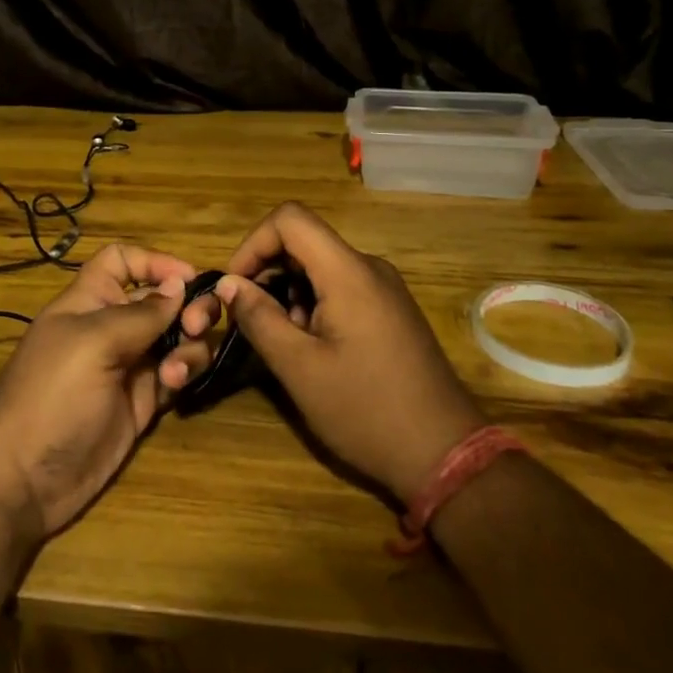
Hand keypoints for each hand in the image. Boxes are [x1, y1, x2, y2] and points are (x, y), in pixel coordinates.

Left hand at [0, 243, 219, 540]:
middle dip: (187, 304)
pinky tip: (175, 383)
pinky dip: (184, 370)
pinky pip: (177, 372)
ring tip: (178, 366)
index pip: (122, 262)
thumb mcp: (93, 342)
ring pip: (176, 336)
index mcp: (90, 301)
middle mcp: (112, 327)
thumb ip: (141, 313)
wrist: (25, 479)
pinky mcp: (143, 401)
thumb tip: (180, 284)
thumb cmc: (52, 394)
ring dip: (189, 342)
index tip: (188, 278)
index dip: (154, 261)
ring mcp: (130, 365)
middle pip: (160, 298)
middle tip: (197, 323)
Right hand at [216, 203, 482, 503]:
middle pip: (304, 241)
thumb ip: (259, 318)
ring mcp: (384, 289)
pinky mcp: (390, 310)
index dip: (253, 243)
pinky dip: (314, 305)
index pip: (290, 219)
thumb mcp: (299, 368)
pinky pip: (341, 287)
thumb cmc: (366, 410)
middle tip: (252, 321)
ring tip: (286, 344)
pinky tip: (314, 349)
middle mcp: (369, 268)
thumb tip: (228, 284)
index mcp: (348, 272)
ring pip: (320, 267)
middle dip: (268, 273)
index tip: (235, 287)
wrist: (445, 454)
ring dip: (289, 293)